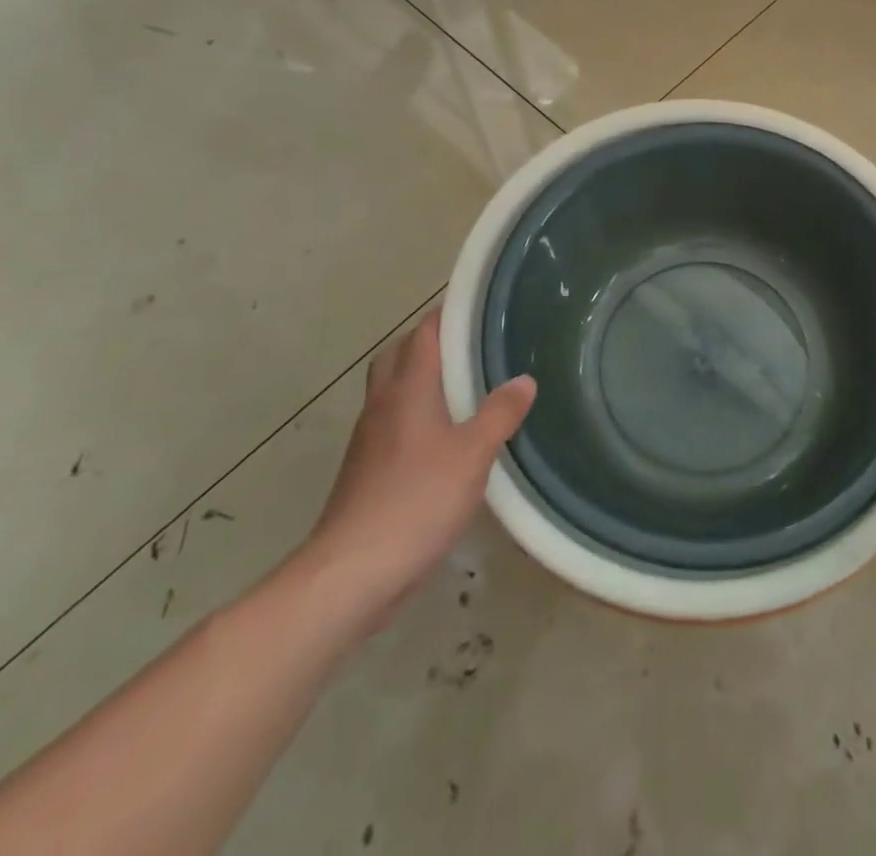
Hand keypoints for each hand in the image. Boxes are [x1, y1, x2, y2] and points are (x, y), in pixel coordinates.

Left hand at [294, 306, 534, 638]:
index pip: (424, 333)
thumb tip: (524, 380)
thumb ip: (500, 413)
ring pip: (393, 389)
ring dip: (422, 378)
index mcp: (407, 388)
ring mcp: (370, 438)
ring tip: (464, 387)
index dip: (447, 313)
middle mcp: (383, 403)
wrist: (352, 571)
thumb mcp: (472, 454)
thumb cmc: (416, 499)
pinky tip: (444, 438)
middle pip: (400, 355)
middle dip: (430, 342)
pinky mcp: (366, 469)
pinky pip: (393, 422)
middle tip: (471, 345)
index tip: (478, 305)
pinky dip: (416, 414)